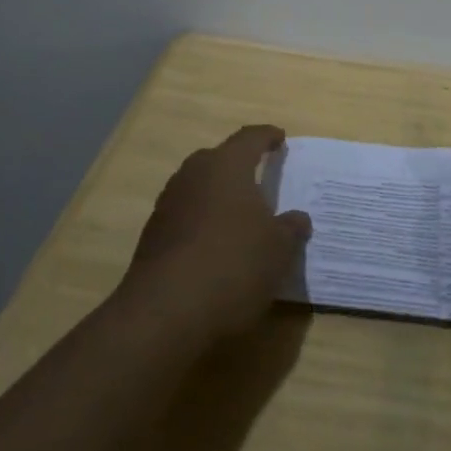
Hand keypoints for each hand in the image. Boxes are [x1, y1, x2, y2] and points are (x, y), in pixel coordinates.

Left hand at [122, 124, 311, 341]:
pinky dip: (202, 223)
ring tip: (239, 216)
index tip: (280, 138)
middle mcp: (194, 174)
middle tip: (259, 178)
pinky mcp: (152, 235)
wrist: (164, 313)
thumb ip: (291, 228)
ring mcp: (169, 204)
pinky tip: (215, 247)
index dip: (268, 136)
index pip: (250, 137)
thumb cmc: (233, 265)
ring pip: (199, 187)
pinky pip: (185, 216)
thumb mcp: (279, 249)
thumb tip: (297, 218)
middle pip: (219, 159)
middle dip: (239, 166)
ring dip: (218, 196)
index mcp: (227, 165)